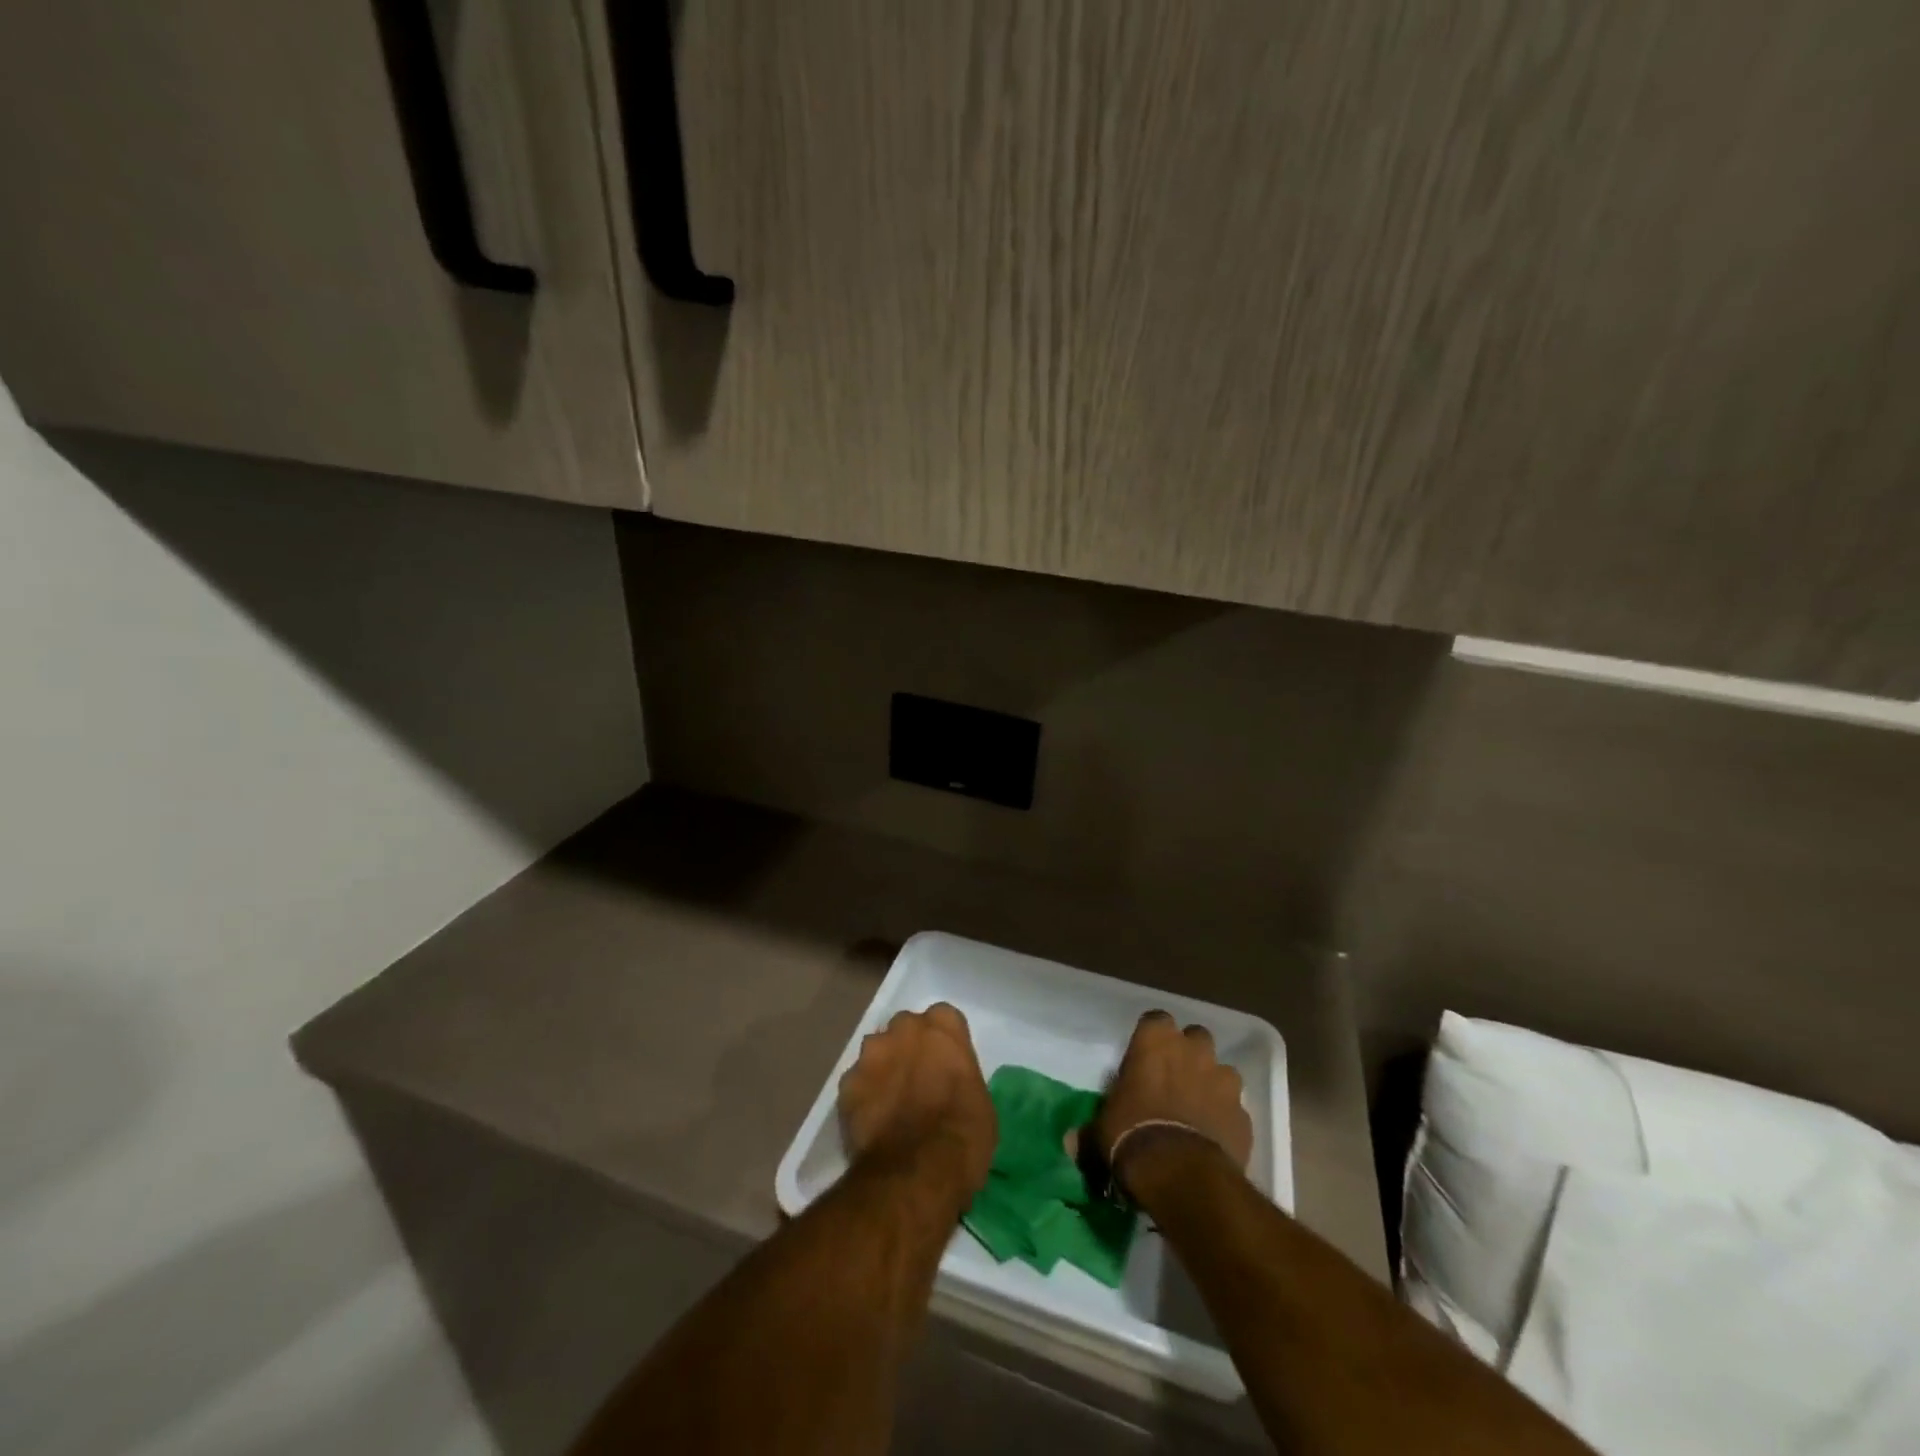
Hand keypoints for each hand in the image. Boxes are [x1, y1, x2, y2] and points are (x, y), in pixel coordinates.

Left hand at [838, 1003, 995, 1208]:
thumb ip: (961, 1077)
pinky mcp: (846, 1083)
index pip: (944, 1019)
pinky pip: (857, 1083)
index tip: (946, 1065)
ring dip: (884, 1069)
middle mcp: (904, 1028)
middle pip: (906, 1028)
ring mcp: (871, 1053)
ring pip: (876, 1052)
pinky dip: (863, 1097)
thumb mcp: (980, 1101)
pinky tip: (872, 1122)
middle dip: (909, 1047)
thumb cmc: (964, 1135)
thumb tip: (950, 1086)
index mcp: (943, 1027)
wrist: (916, 1172)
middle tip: (917, 1081)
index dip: (944, 1043)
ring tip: (891, 1104)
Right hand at [1095, 1011, 1252, 1189]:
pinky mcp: (1244, 1115)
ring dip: (1211, 1084)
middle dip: (1187, 1054)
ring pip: (1222, 1071)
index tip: (1144, 1058)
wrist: (1181, 1173)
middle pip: (1195, 1038)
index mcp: (1155, 1041)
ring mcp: (1224, 1081)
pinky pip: (1234, 1109)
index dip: (1152, 1038)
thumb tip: (1069, 1142)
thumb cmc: (1132, 1134)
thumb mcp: (1100, 1131)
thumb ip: (1089, 1131)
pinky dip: (1226, 1118)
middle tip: (1172, 1079)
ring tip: (1196, 1110)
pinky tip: (1213, 1138)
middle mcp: (1193, 1050)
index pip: (1155, 1020)